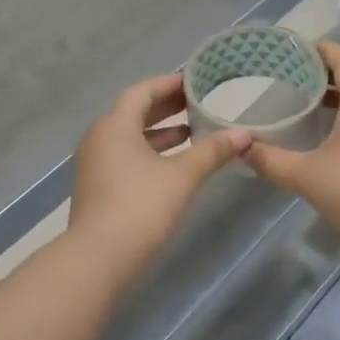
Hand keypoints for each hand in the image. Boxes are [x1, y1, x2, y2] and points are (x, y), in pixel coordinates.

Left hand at [69, 74, 248, 268]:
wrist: (99, 258)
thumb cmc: (141, 206)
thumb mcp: (182, 175)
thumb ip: (213, 151)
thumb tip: (244, 134)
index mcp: (114, 126)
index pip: (142, 91)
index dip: (169, 84)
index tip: (195, 81)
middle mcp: (99, 139)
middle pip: (134, 113)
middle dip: (166, 108)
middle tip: (198, 103)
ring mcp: (95, 165)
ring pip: (130, 138)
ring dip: (160, 133)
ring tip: (193, 132)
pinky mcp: (98, 188)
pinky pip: (126, 158)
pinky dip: (150, 153)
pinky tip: (175, 165)